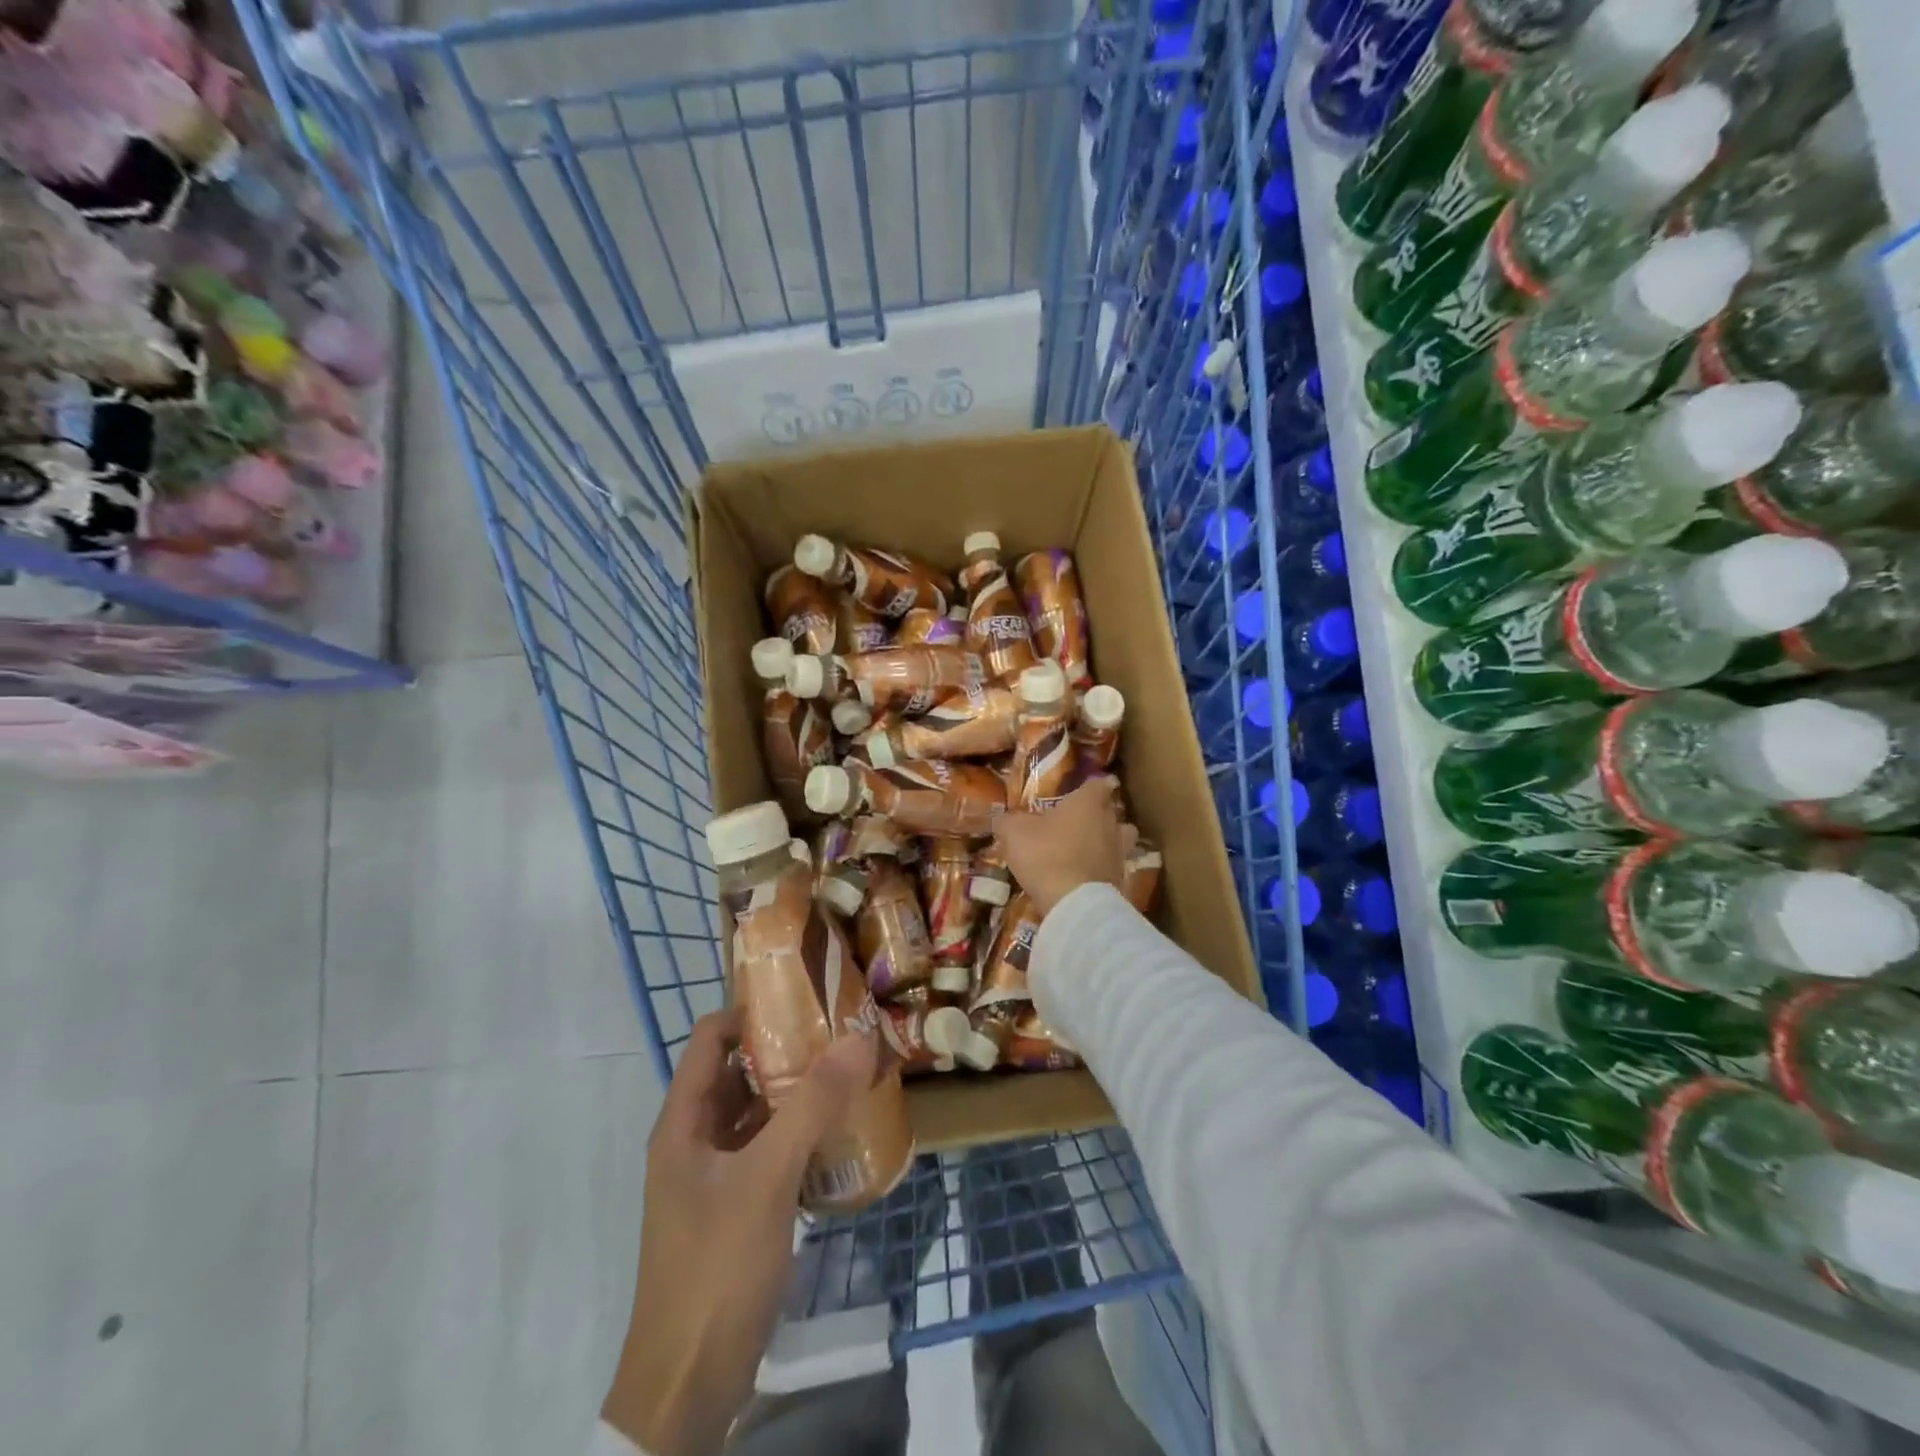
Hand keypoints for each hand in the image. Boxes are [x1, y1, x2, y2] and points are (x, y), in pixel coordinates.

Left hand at [602, 1009, 878, 1455]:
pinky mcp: (736, 1209)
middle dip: (787, 1051)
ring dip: (798, 1095)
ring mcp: (714, 1177)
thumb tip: (858, 1037)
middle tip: (843, 1034)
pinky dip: (800, 1136)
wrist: (687, 1387)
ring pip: (757, 1115)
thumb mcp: (767, 1178)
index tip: (806, 999)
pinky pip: (769, 1153)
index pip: (710, 1038)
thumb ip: (812, 1105)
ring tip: (851, 1075)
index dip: (751, 1011)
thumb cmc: (716, 1267)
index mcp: (683, 1122)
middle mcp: (694, 1140)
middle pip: (738, 1073)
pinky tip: (840, 1135)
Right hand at [993, 776, 1136, 918]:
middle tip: (1077, 819)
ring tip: (1087, 847)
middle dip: (1098, 812)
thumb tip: (1002, 818)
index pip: (1098, 784)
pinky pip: (1113, 866)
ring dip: (1107, 840)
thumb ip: (1008, 821)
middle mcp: (1110, 823)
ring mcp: (1120, 852)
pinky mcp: (1121, 879)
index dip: (1090, 785)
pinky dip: (1102, 867)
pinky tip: (1085, 875)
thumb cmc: (1045, 855)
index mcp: (1088, 803)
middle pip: (1111, 811)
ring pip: (1120, 838)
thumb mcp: (1014, 833)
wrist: (1075, 903)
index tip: (1083, 789)